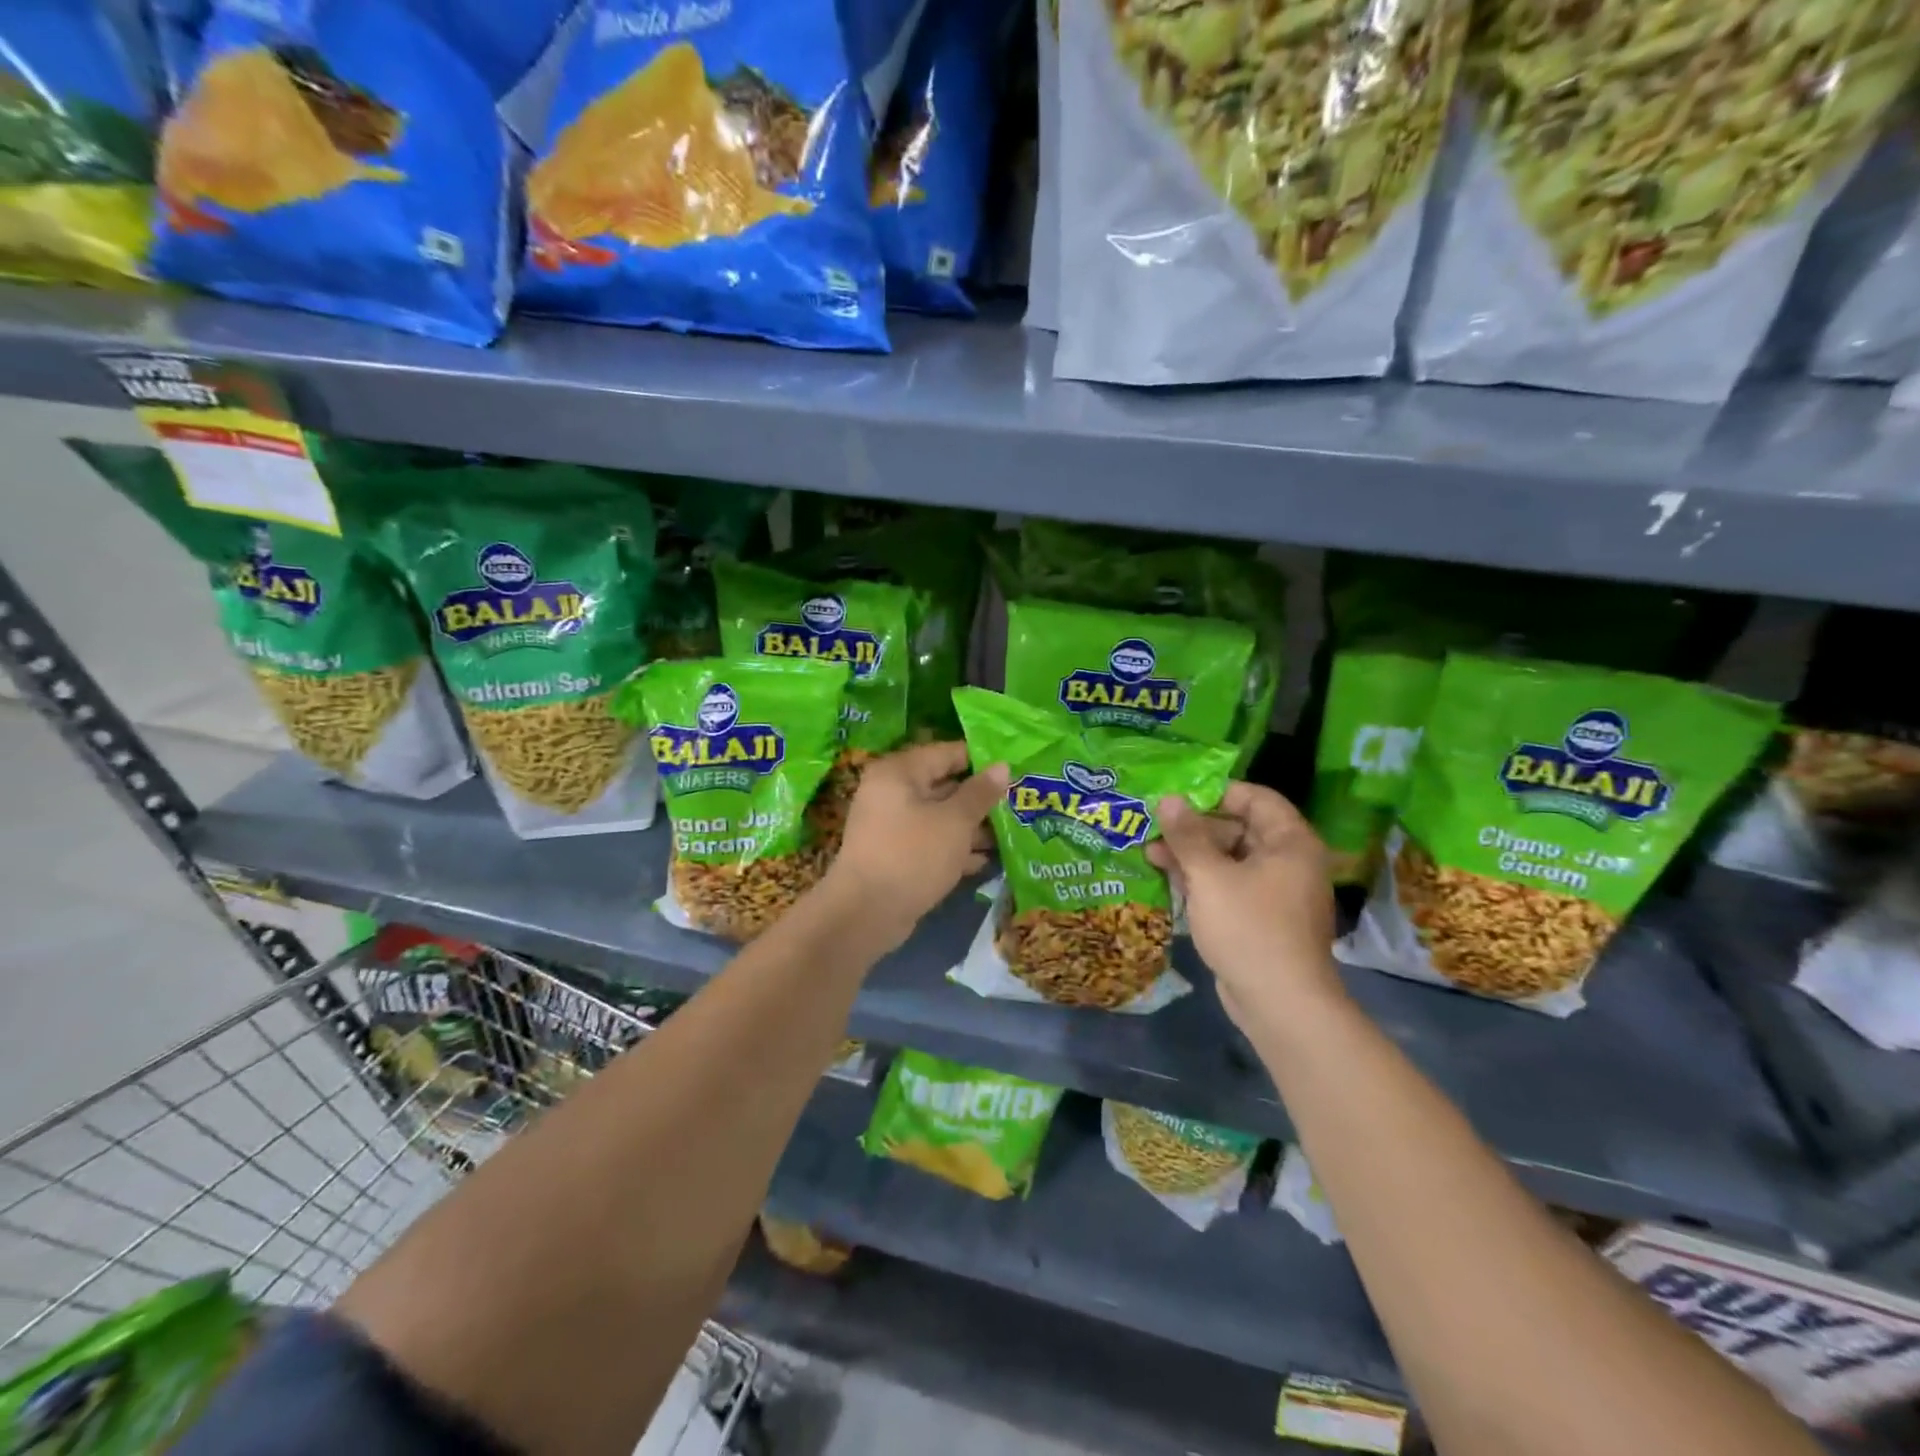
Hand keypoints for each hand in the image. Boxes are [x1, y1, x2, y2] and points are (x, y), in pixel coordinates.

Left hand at [823, 741, 1006, 951]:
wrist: (866, 912)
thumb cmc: (913, 855)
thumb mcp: (954, 822)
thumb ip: (980, 793)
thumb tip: (1002, 766)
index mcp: (899, 772)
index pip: (947, 753)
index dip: (981, 760)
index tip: (1014, 770)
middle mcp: (891, 792)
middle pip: (944, 785)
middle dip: (980, 798)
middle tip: (1018, 804)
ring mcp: (891, 825)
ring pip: (939, 817)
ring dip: (971, 827)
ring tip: (1010, 835)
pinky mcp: (895, 854)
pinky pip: (930, 842)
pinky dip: (954, 848)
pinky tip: (984, 861)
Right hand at [1148, 782, 1344, 1032]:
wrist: (1280, 1004)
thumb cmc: (1249, 928)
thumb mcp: (1210, 876)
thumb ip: (1187, 835)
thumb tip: (1169, 798)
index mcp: (1290, 842)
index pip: (1256, 798)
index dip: (1217, 792)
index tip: (1178, 796)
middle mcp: (1288, 862)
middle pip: (1239, 828)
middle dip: (1195, 827)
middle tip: (1155, 826)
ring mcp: (1274, 893)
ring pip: (1230, 860)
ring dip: (1192, 855)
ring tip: (1149, 851)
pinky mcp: (1260, 918)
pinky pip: (1229, 886)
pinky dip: (1202, 880)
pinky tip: (1167, 878)